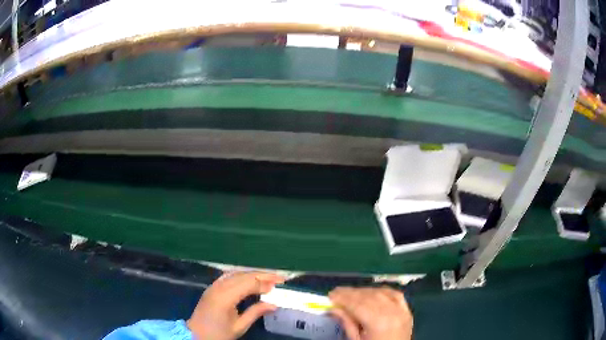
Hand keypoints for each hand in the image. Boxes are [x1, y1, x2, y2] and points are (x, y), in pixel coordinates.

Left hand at [187, 271, 284, 339]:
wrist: (195, 334)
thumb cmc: (218, 334)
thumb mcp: (239, 327)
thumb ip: (255, 313)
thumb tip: (274, 304)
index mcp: (225, 297)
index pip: (249, 283)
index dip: (265, 283)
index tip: (280, 285)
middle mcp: (219, 287)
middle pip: (244, 275)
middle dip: (263, 275)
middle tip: (280, 278)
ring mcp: (214, 285)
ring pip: (236, 273)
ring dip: (253, 274)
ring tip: (269, 277)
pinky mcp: (212, 287)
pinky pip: (229, 276)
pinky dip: (243, 275)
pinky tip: (250, 279)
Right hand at [329, 287, 412, 339]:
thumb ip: (347, 323)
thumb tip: (334, 308)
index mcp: (379, 323)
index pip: (358, 305)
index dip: (343, 298)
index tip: (330, 295)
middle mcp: (392, 313)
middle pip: (369, 297)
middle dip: (351, 293)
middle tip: (336, 293)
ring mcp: (402, 311)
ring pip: (381, 293)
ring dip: (364, 291)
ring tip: (351, 293)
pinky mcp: (407, 311)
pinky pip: (395, 294)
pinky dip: (383, 291)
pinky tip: (372, 292)